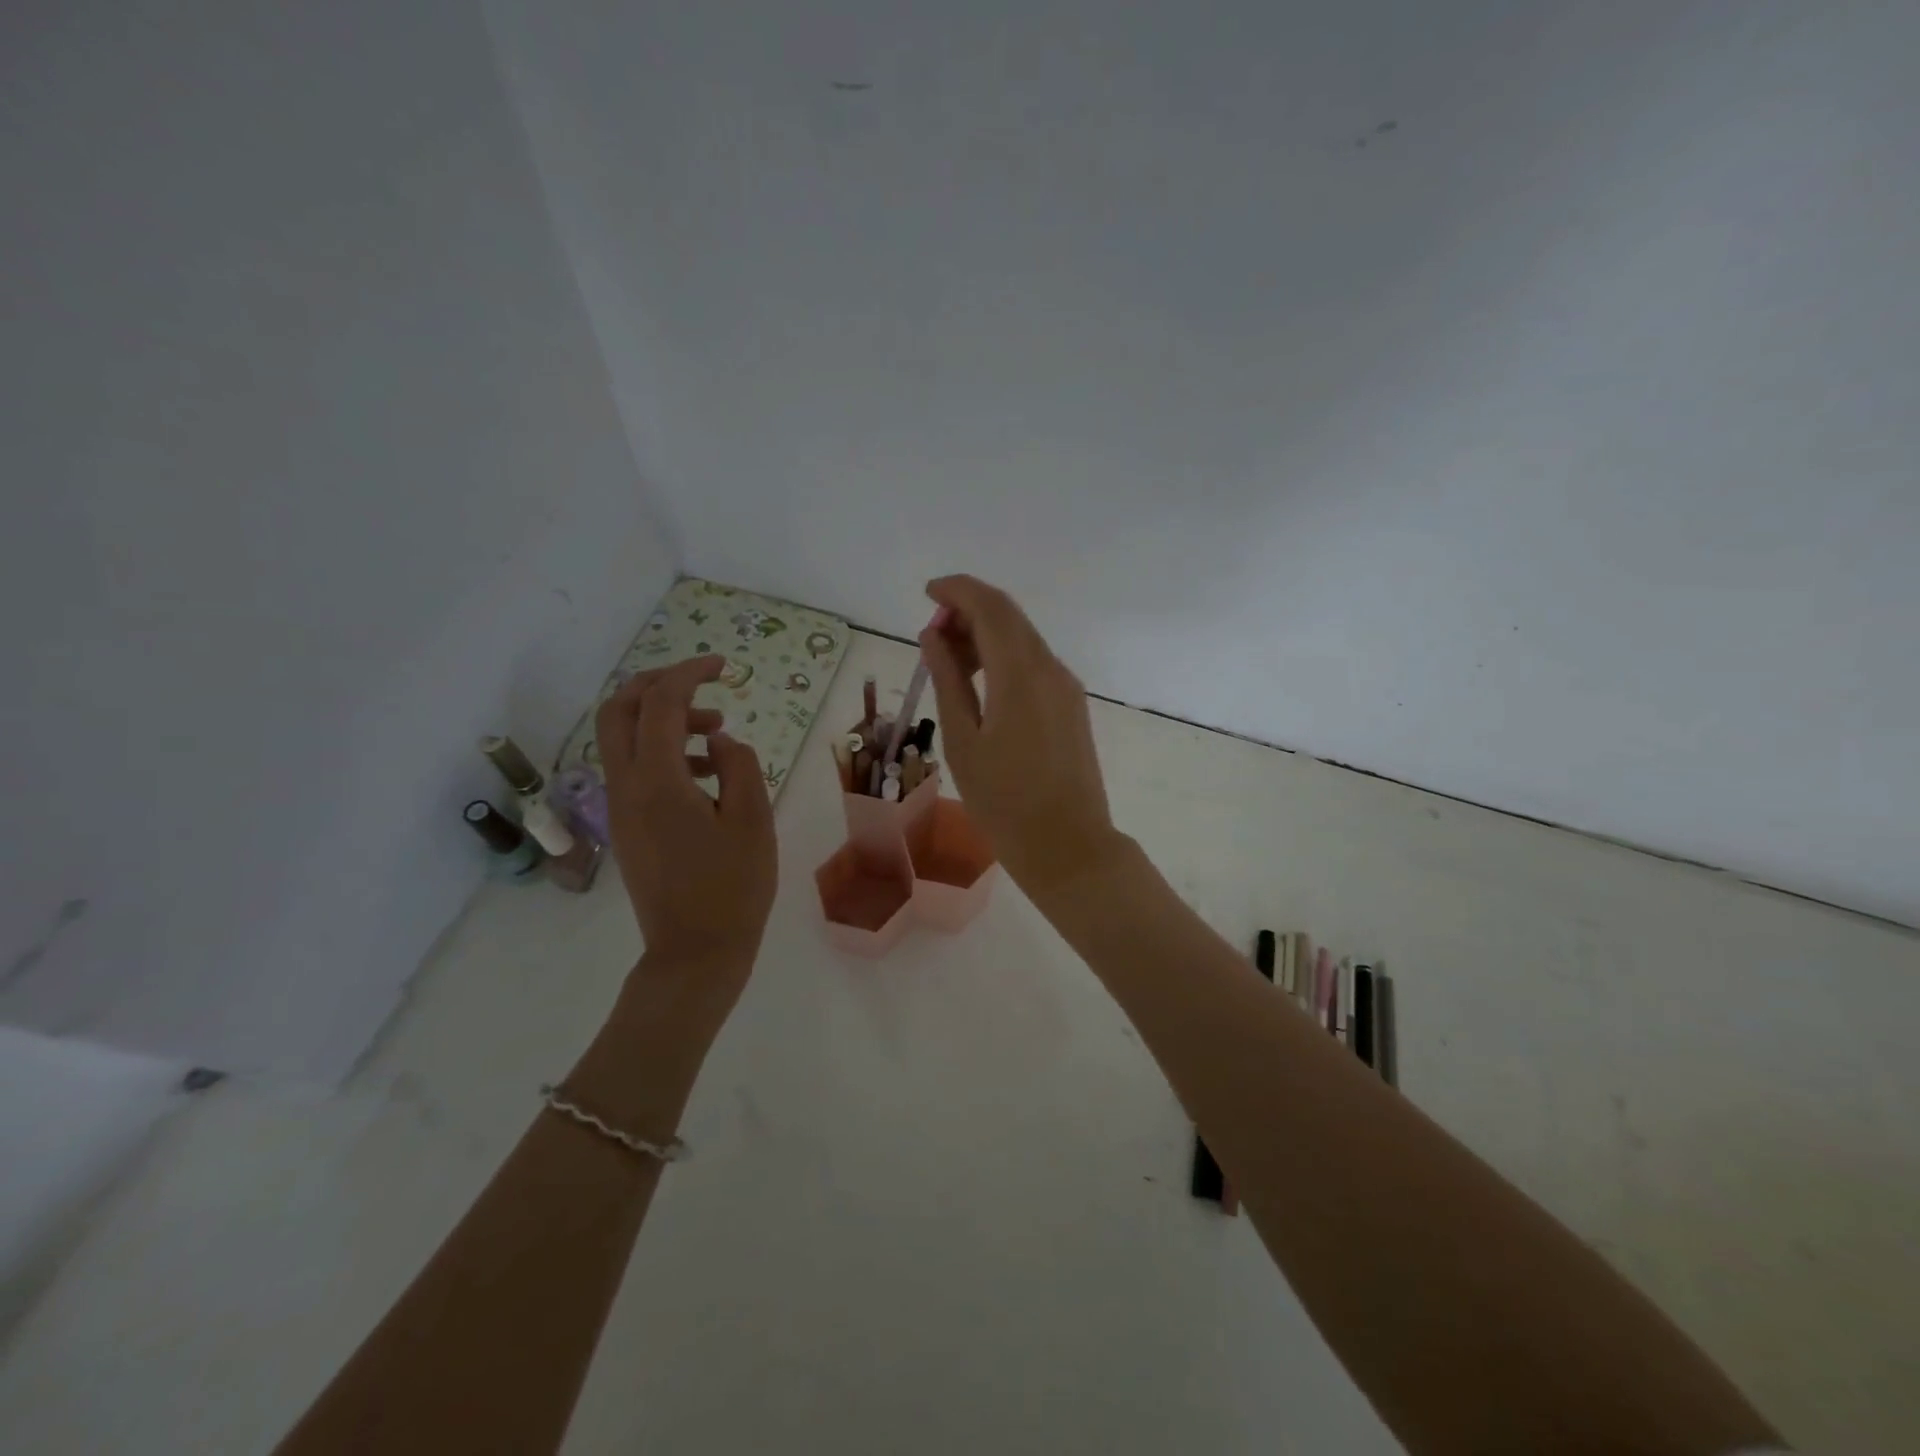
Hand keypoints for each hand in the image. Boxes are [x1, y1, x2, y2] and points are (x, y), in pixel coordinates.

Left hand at [594, 655, 777, 999]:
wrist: (695, 952)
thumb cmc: (733, 887)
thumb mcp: (753, 819)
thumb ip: (739, 765)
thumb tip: (719, 740)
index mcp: (658, 781)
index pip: (662, 704)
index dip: (690, 673)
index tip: (724, 666)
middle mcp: (626, 786)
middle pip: (619, 710)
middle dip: (657, 684)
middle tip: (702, 683)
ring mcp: (620, 807)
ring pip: (623, 738)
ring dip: (664, 719)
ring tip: (718, 731)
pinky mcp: (626, 826)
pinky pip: (633, 768)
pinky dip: (663, 751)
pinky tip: (706, 772)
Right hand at [919, 575, 1127, 900]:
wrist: (1068, 845)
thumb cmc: (1004, 801)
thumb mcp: (964, 741)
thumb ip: (948, 680)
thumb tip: (933, 636)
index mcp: (1021, 674)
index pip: (990, 607)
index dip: (957, 590)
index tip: (927, 592)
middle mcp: (1050, 669)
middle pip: (1009, 618)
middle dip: (969, 612)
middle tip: (931, 635)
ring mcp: (1066, 687)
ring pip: (1023, 640)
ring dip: (986, 636)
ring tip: (948, 662)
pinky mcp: (1072, 706)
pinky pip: (1034, 664)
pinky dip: (1004, 659)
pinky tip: (980, 684)